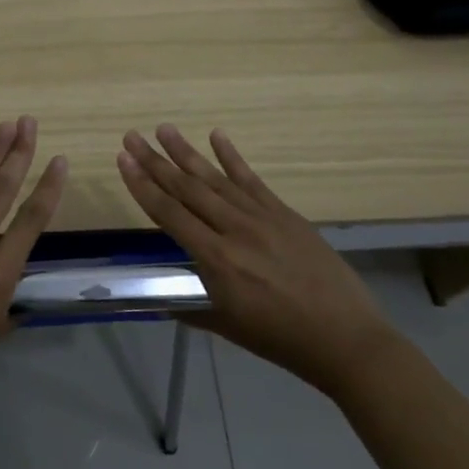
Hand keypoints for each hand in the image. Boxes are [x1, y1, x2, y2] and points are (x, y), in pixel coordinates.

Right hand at [117, 124, 397, 395]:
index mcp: (217, 260)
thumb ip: (191, 307)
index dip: (142, 186)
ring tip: (164, 129)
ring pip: (215, 179)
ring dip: (186, 153)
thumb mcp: (226, 326)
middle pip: (187, 189)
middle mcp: (235, 230)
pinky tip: (217, 135)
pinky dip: (233, 157)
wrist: (345, 338)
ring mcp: (262, 217)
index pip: (169, 214)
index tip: (123, 161)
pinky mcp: (284, 213)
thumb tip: (163, 298)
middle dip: (155, 161)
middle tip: (132, 136)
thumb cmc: (280, 339)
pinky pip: (252, 180)